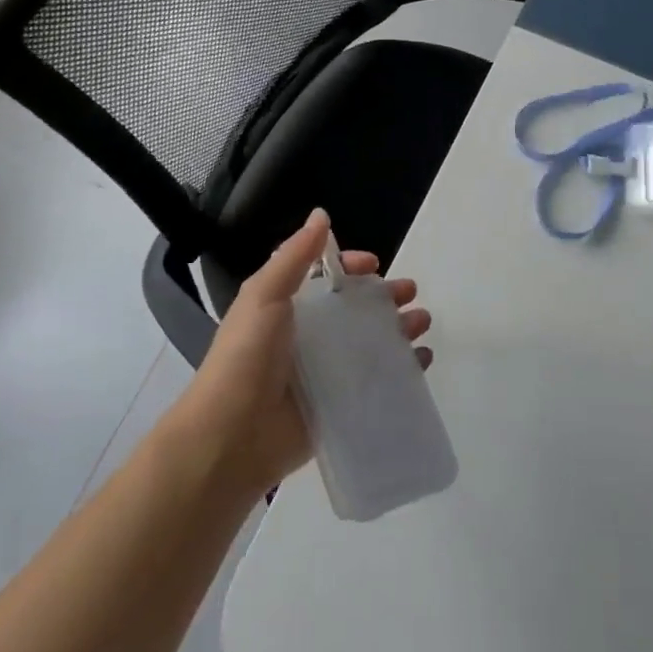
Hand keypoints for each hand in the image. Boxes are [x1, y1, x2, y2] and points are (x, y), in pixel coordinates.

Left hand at [171, 210, 431, 497]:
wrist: (231, 437)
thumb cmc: (246, 357)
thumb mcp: (264, 295)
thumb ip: (294, 256)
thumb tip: (321, 214)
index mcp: (286, 307)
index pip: (325, 279)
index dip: (351, 268)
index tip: (374, 265)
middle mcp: (307, 337)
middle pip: (354, 309)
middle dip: (385, 297)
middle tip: (411, 293)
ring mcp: (325, 374)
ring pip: (370, 343)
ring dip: (398, 329)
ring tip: (422, 323)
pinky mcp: (339, 406)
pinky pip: (376, 382)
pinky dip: (401, 369)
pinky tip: (421, 361)